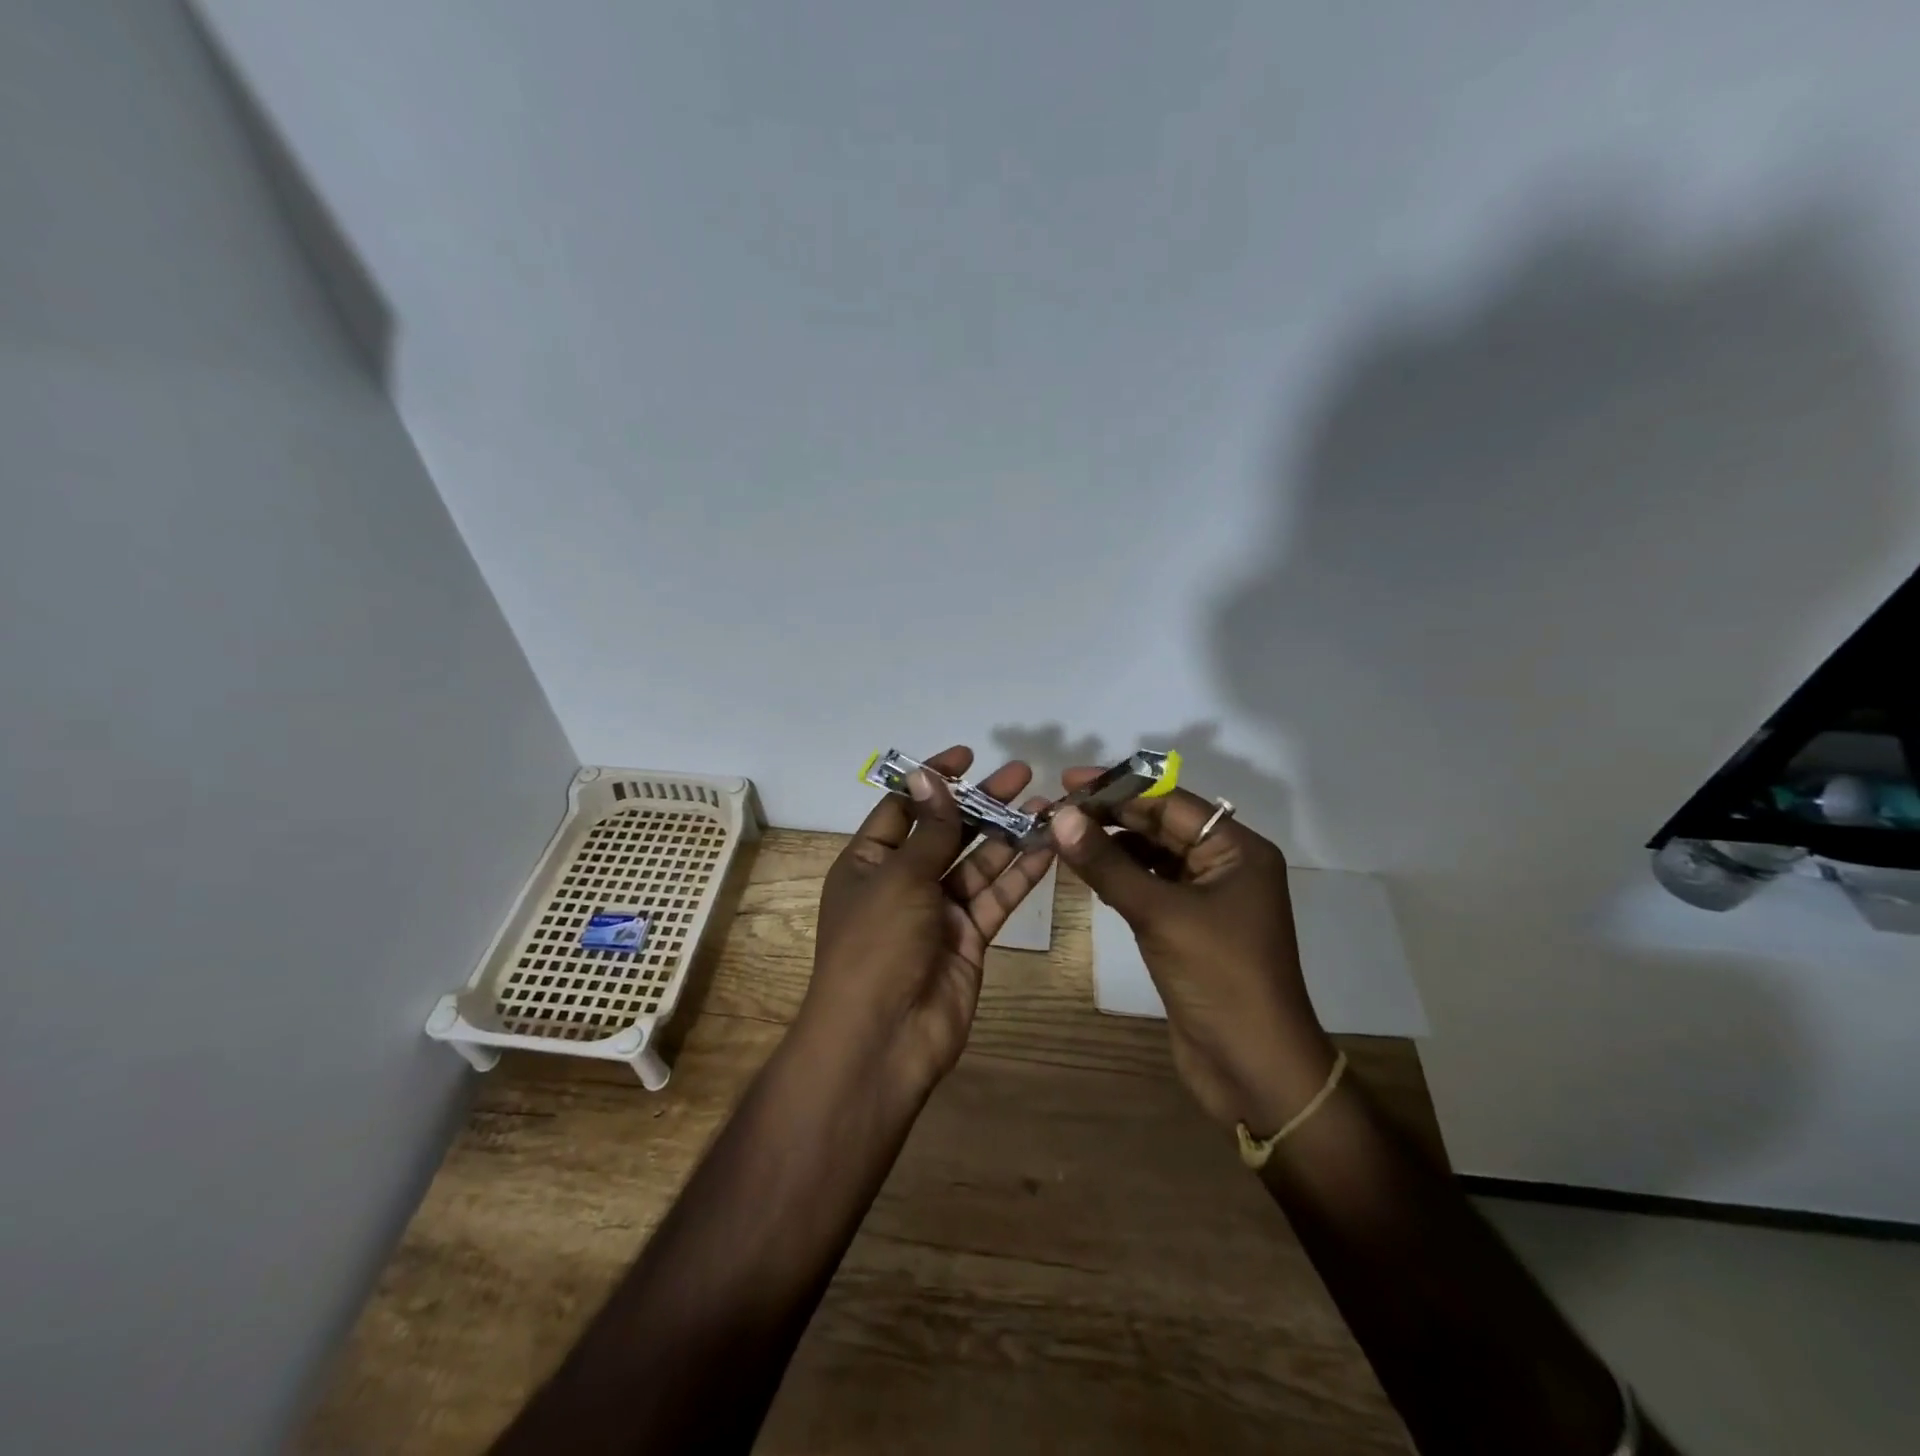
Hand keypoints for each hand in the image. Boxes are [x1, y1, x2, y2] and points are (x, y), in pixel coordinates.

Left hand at [800, 746, 1055, 1097]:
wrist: (884, 1038)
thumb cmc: (877, 945)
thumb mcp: (899, 877)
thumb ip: (929, 829)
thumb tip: (930, 776)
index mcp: (869, 862)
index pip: (903, 807)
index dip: (933, 780)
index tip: (968, 756)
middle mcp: (902, 881)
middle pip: (946, 831)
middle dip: (981, 803)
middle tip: (1022, 775)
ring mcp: (938, 911)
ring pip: (978, 862)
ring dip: (1008, 834)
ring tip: (1046, 806)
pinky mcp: (968, 937)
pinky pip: (996, 897)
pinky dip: (1020, 874)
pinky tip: (1047, 848)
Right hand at [1048, 777, 1336, 1131]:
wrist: (1253, 1067)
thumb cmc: (1218, 978)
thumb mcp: (1159, 914)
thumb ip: (1108, 864)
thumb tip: (1061, 817)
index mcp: (1237, 849)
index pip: (1172, 803)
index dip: (1119, 789)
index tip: (1069, 782)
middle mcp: (1226, 865)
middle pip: (1162, 826)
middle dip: (1112, 817)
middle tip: (1058, 811)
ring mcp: (1208, 899)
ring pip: (1153, 857)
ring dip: (1112, 847)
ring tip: (1063, 837)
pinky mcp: (1190, 928)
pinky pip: (1151, 887)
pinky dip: (1121, 878)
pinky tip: (1087, 873)